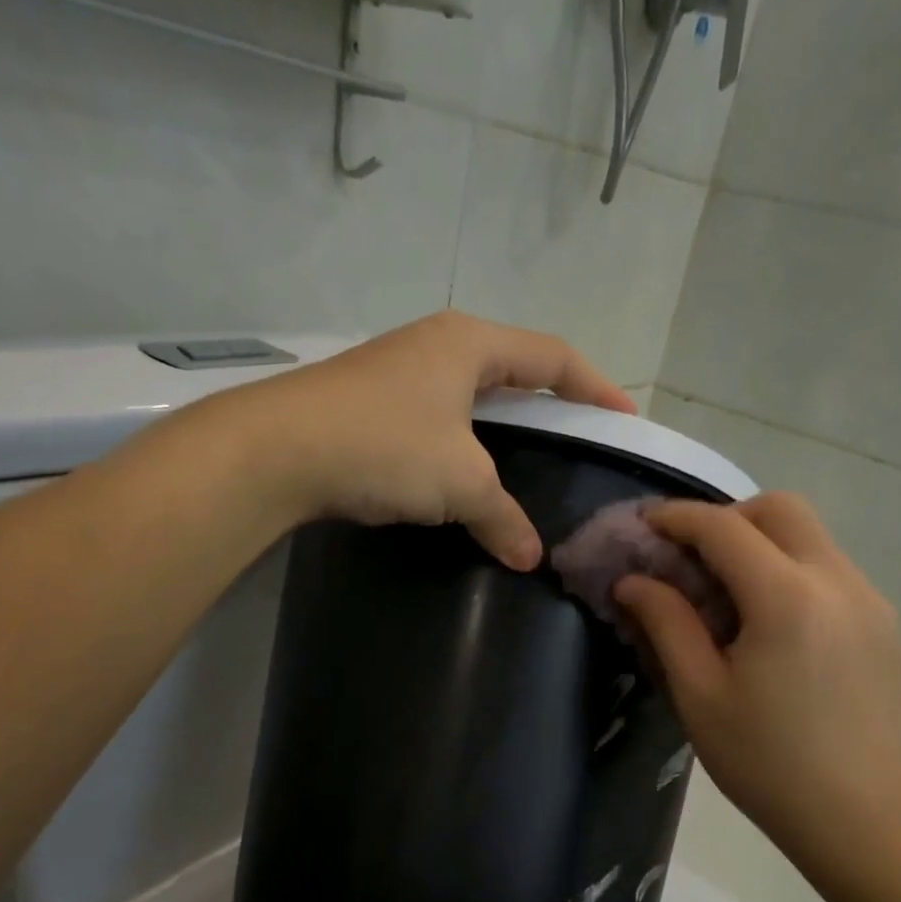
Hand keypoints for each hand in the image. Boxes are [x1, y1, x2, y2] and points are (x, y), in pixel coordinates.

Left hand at [213, 311, 634, 569]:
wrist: (276, 450)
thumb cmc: (386, 446)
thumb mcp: (461, 483)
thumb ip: (503, 517)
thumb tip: (531, 557)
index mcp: (470, 343)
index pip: (553, 357)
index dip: (596, 387)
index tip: (624, 418)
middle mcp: (436, 345)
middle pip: (512, 369)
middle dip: (548, 403)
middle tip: (576, 439)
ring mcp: (397, 371)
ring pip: (469, 396)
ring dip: (500, 427)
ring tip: (523, 462)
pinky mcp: (368, 403)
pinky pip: (436, 419)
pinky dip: (461, 445)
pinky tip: (461, 477)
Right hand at [614, 494, 900, 880]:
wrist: (865, 817)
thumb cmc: (768, 763)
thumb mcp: (700, 696)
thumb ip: (666, 625)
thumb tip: (633, 581)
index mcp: (786, 597)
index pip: (723, 527)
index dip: (676, 518)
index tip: (642, 526)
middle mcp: (837, 580)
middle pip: (779, 509)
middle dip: (726, 518)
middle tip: (688, 558)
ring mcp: (869, 599)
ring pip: (809, 536)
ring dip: (759, 543)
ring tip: (723, 595)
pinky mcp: (883, 622)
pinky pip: (828, 569)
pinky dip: (788, 570)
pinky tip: (767, 624)